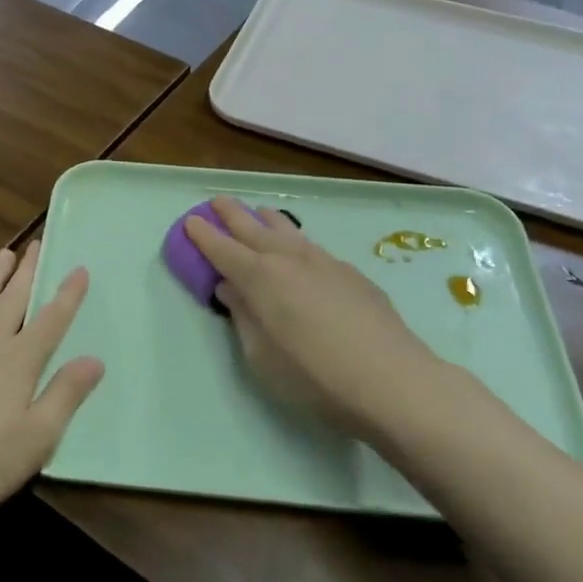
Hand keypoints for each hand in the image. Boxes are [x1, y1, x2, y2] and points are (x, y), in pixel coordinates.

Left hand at [0, 242, 104, 536]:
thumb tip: (95, 359)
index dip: (68, 294)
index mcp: (19, 361)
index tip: (79, 268)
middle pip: (13, 299)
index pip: (51, 320)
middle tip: (37, 243)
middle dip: (28, 271)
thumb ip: (66, 394)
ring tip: (5, 253)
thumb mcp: (37, 438)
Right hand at [185, 196, 463, 442]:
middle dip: (231, 214)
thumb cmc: (315, 377)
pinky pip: (311, 245)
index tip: (190, 221)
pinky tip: (299, 249)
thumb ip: (243, 317)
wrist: (392, 380)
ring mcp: (323, 261)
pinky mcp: (350, 272)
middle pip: (252, 228)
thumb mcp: (262, 358)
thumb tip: (230, 288)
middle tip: (217, 201)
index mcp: (260, 278)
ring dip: (265, 219)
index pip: (223, 249)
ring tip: (257, 212)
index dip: (203, 235)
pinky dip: (295, 239)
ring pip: (287, 230)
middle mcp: (288, 259)